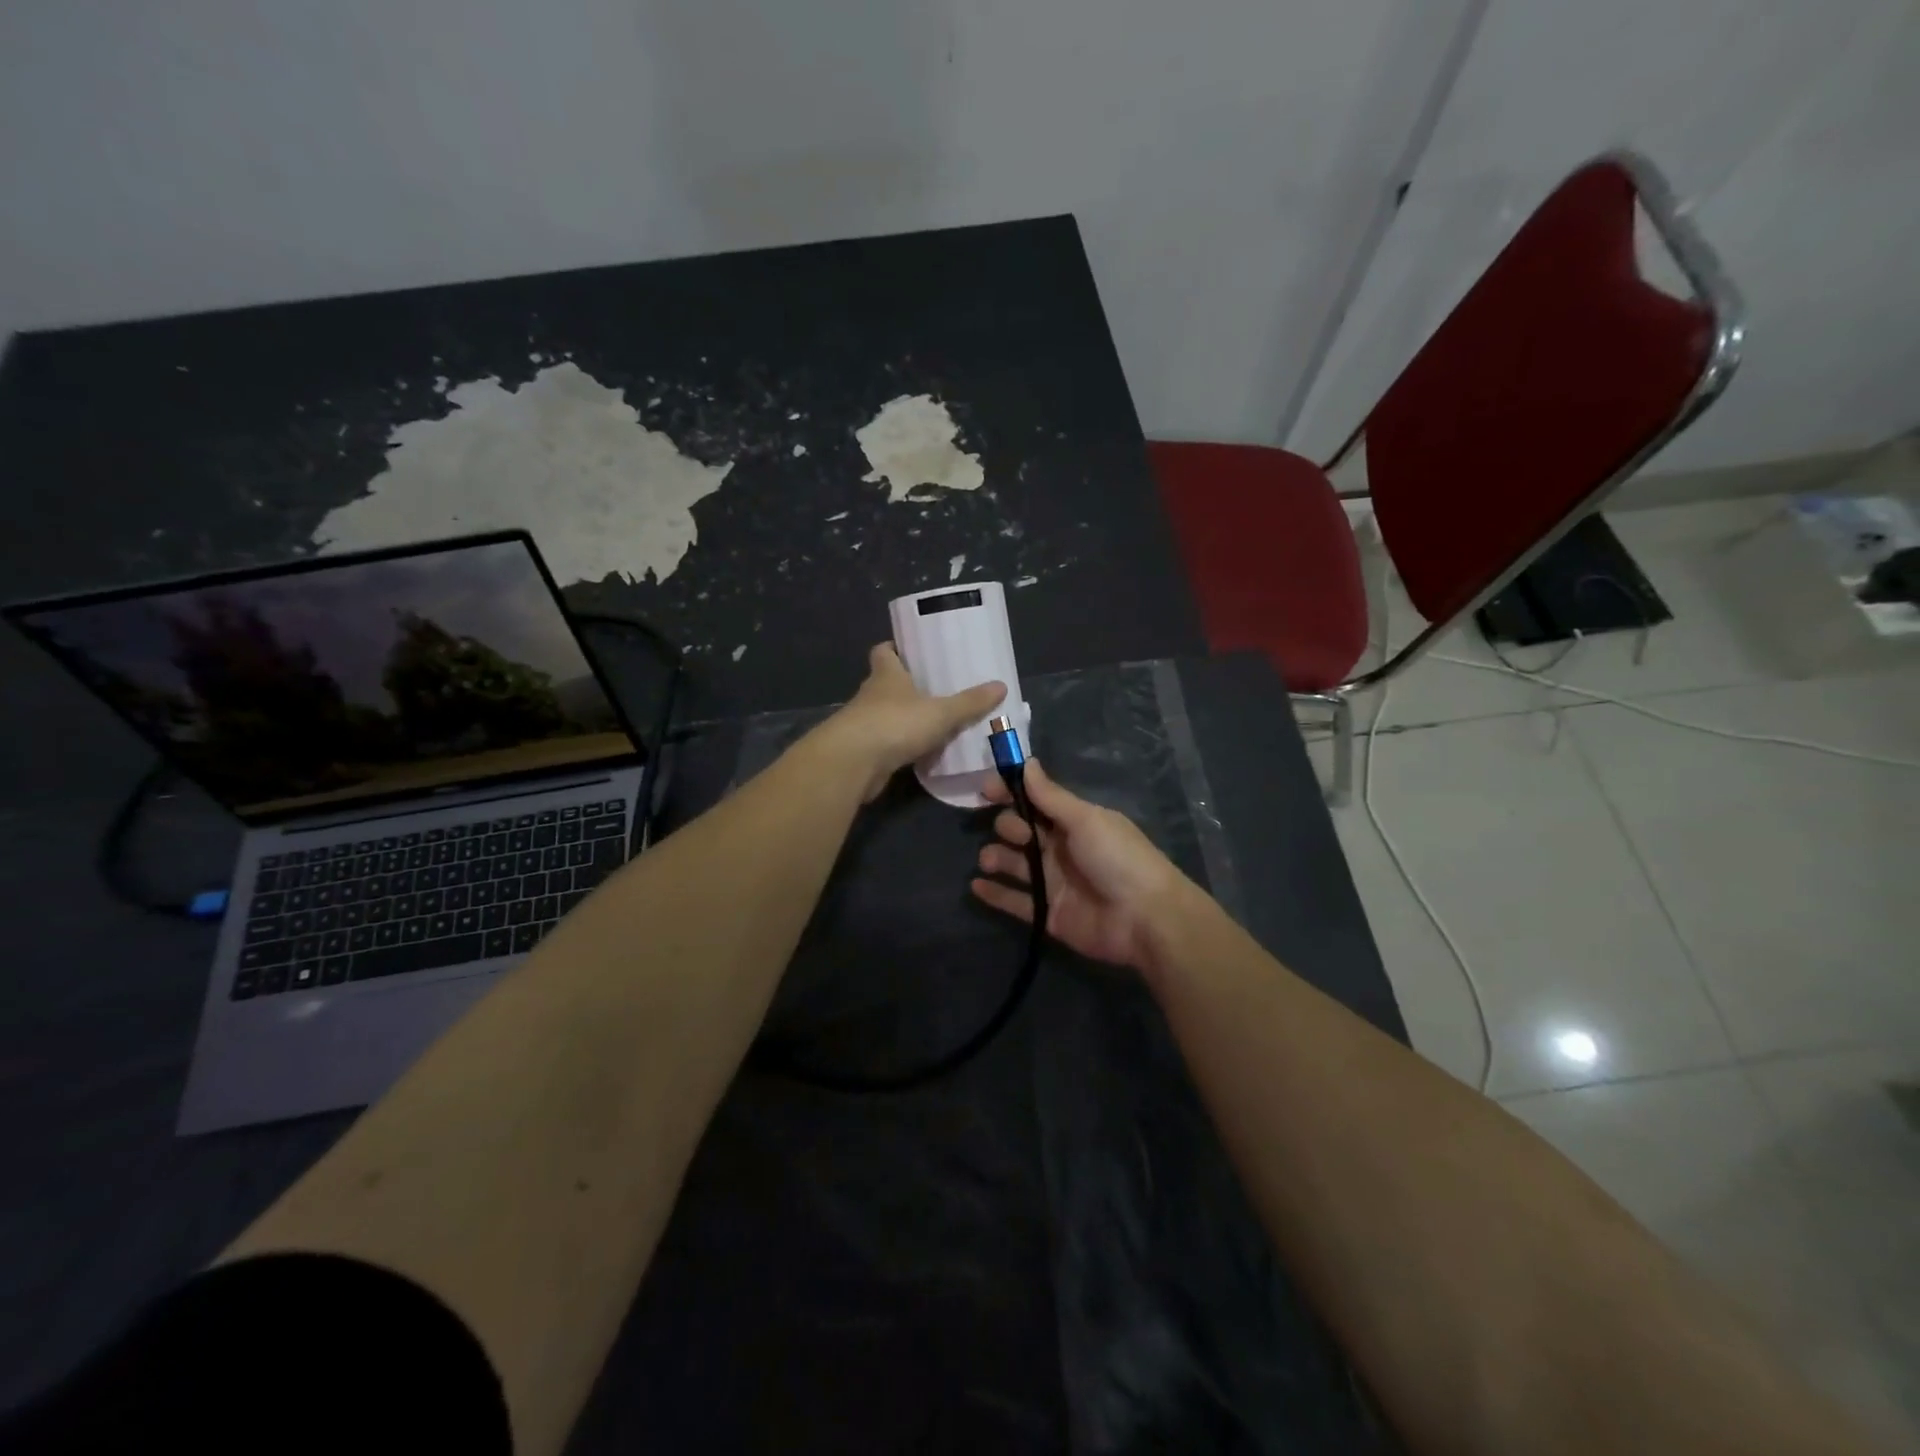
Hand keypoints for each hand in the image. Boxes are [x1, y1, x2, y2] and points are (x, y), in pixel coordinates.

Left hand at [813, 643, 1005, 801]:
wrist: (853, 763)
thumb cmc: (895, 723)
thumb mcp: (941, 712)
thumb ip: (969, 702)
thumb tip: (1001, 686)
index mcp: (886, 674)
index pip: (883, 651)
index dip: (895, 648)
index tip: (911, 651)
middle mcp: (870, 694)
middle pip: (886, 683)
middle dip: (906, 686)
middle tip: (935, 689)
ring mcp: (863, 724)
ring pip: (885, 715)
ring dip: (903, 718)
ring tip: (932, 722)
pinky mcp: (862, 751)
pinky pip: (886, 743)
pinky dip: (900, 746)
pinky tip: (920, 753)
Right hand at [971, 759, 1201, 974]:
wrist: (1145, 919)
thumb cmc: (1117, 858)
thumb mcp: (1085, 819)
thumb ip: (1051, 796)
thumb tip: (1026, 762)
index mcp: (1074, 822)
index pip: (1035, 801)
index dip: (1011, 793)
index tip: (986, 790)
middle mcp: (1061, 849)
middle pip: (1022, 832)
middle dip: (1008, 826)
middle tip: (1014, 834)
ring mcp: (1053, 883)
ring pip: (1014, 864)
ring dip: (995, 857)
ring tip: (989, 860)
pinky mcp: (1047, 914)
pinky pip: (1015, 901)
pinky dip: (995, 893)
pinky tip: (976, 885)